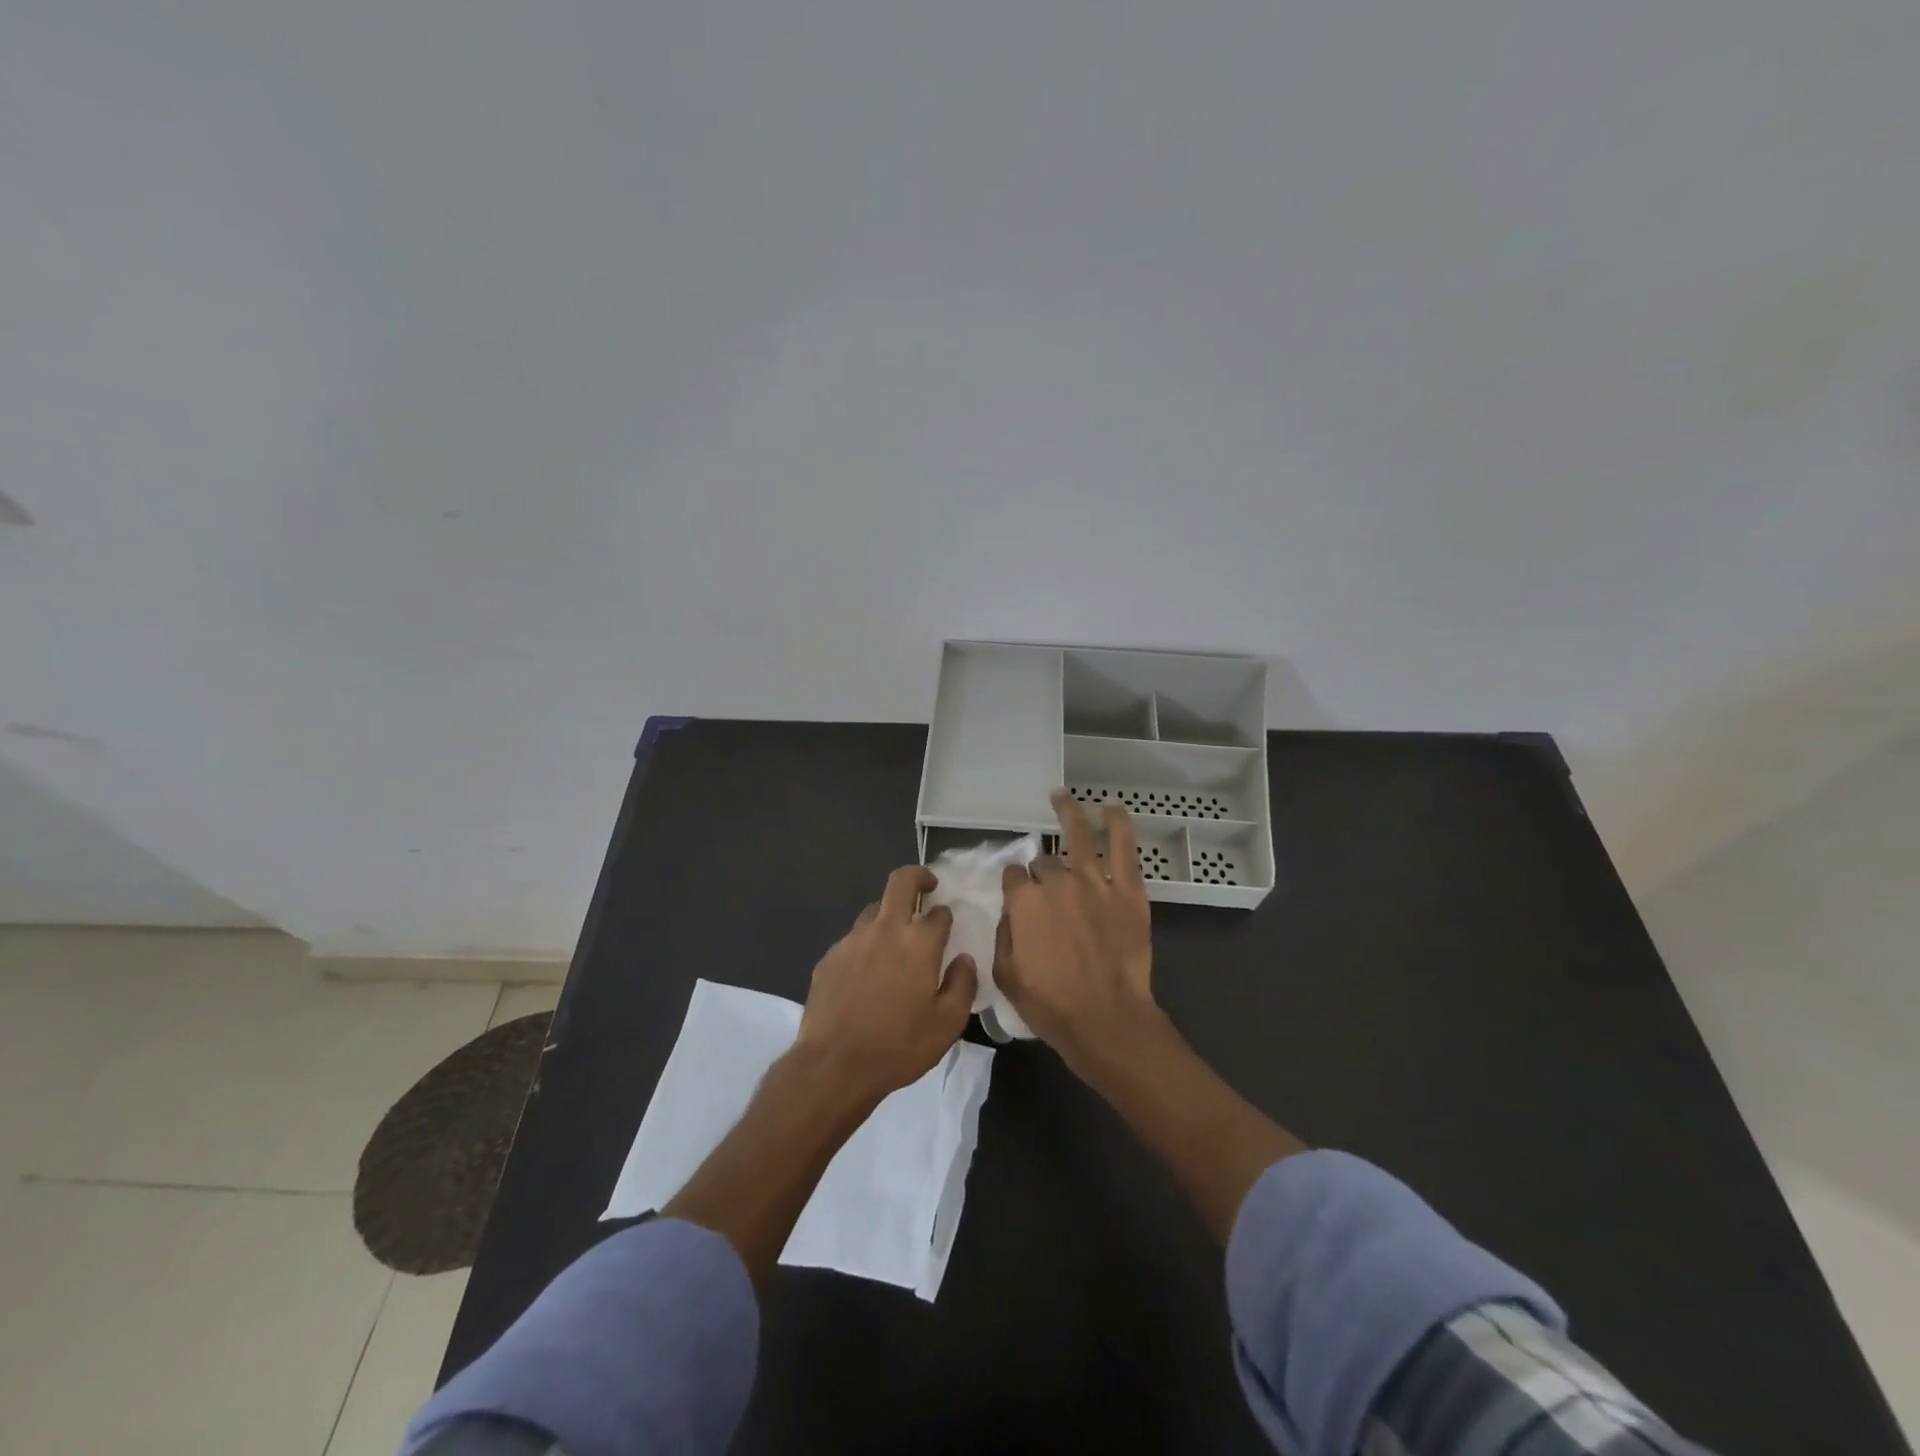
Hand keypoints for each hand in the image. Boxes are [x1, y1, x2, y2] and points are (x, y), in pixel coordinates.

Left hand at [794, 865, 978, 1103]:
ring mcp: (852, 940)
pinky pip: (852, 939)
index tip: (947, 926)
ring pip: (874, 910)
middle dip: (918, 876)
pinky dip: (865, 945)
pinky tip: (866, 974)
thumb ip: (962, 985)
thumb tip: (964, 959)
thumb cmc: (899, 1046)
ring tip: (894, 941)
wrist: (834, 1066)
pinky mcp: (829, 957)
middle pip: (900, 882)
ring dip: (889, 915)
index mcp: (918, 943)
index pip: (938, 912)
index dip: (946, 916)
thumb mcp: (947, 1024)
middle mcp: (885, 930)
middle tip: (927, 886)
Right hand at [996, 790, 1158, 1069]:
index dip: (1015, 885)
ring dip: (1068, 812)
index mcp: (1023, 903)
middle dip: (1042, 871)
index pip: (1013, 876)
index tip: (1019, 895)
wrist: (1106, 1020)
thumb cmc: (1051, 1005)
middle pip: (1043, 863)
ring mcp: (1094, 883)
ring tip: (1060, 795)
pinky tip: (1110, 806)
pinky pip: (1123, 847)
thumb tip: (1011, 912)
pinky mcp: (1127, 891)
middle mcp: (1056, 883)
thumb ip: (1003, 934)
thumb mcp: (1005, 975)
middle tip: (1049, 891)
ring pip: (1077, 837)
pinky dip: (1117, 823)